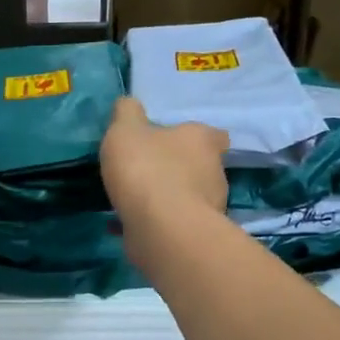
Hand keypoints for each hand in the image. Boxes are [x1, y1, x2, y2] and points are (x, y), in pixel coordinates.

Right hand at [101, 97, 228, 241]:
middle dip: (179, 169)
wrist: (161, 228)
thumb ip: (127, 113)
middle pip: (201, 167)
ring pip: (188, 197)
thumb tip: (129, 103)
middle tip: (149, 170)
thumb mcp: (125, 130)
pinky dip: (154, 223)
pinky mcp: (194, 236)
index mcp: (202, 141)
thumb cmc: (146, 169)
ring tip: (136, 200)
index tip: (178, 141)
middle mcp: (214, 172)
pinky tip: (126, 224)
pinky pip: (172, 224)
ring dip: (168, 198)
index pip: (214, 135)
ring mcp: (208, 208)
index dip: (198, 138)